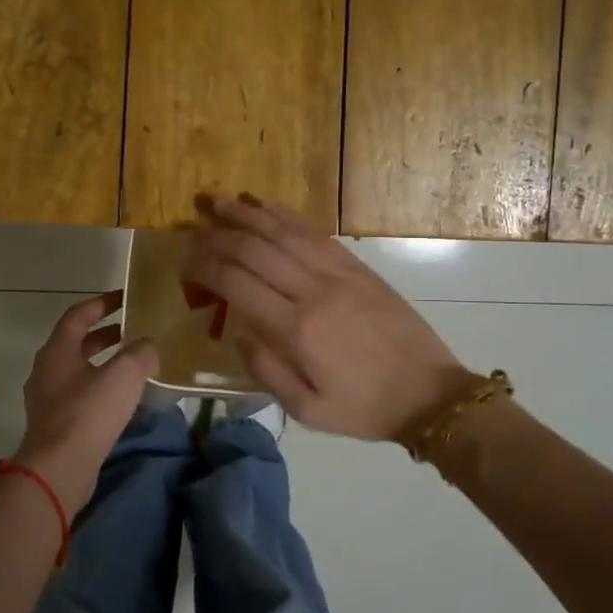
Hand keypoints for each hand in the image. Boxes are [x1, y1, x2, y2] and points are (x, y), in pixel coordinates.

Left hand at [12, 291, 158, 515]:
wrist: (59, 469)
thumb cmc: (89, 413)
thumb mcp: (124, 374)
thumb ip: (140, 353)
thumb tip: (149, 345)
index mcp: (57, 351)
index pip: (78, 315)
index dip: (102, 303)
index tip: (125, 298)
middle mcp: (47, 371)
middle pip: (77, 343)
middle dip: (105, 334)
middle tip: (134, 331)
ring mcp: (48, 400)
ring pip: (79, 370)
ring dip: (104, 363)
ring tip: (134, 365)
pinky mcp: (55, 425)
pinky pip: (80, 395)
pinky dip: (101, 388)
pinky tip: (123, 399)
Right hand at [182, 194, 475, 441]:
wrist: (428, 393)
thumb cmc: (363, 408)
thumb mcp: (307, 410)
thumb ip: (266, 369)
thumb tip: (239, 330)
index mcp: (297, 330)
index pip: (237, 283)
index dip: (205, 266)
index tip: (185, 260)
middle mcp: (313, 291)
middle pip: (255, 250)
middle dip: (218, 237)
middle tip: (193, 232)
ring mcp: (338, 274)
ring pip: (283, 233)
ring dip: (247, 215)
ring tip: (218, 202)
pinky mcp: (358, 267)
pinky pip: (315, 233)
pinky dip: (286, 216)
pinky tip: (266, 207)